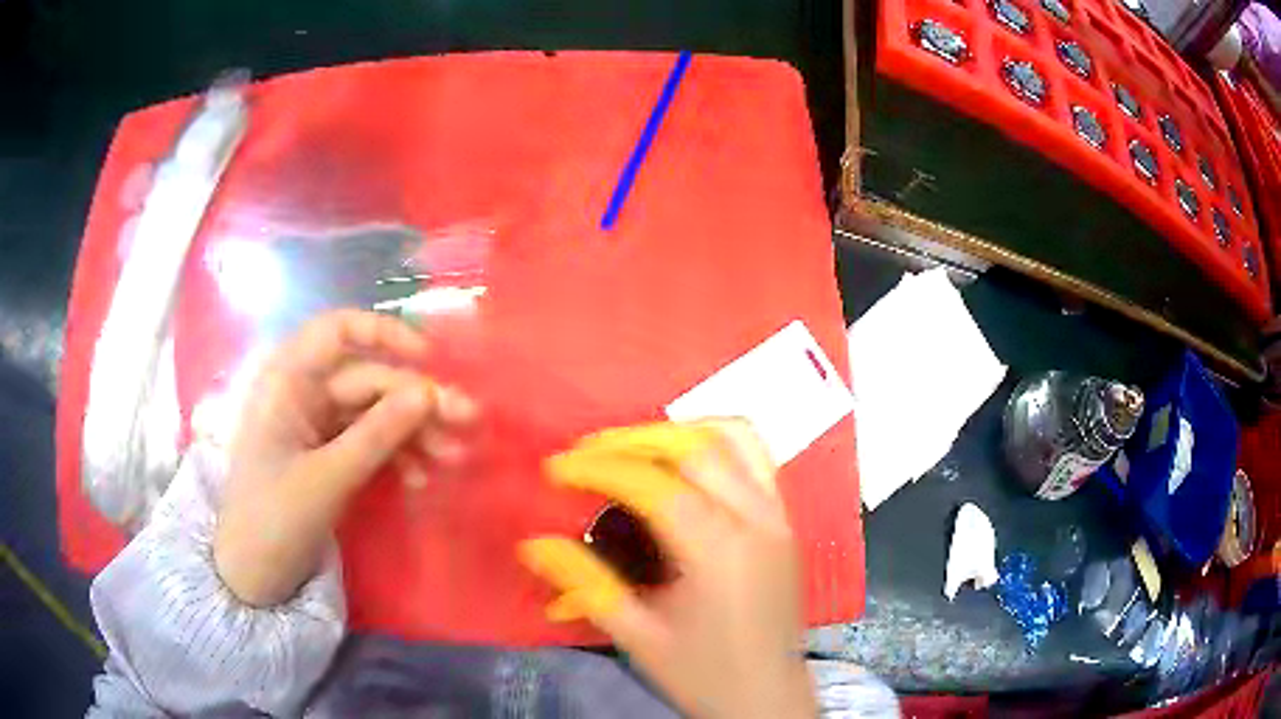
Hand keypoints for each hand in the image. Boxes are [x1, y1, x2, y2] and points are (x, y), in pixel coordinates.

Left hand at [215, 310, 476, 606]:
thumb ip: (377, 434)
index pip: (337, 331)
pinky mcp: (327, 455)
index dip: (384, 334)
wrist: (253, 576)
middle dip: (416, 400)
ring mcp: (316, 426)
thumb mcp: (327, 478)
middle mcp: (303, 393)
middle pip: (368, 379)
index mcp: (287, 382)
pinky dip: (397, 455)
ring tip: (453, 457)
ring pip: (375, 412)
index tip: (429, 359)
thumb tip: (429, 393)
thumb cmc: (274, 520)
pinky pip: (370, 442)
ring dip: (414, 431)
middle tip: (467, 421)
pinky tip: (422, 478)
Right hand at [519, 421, 814, 718]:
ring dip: (678, 431)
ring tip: (634, 448)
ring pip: (733, 438)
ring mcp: (779, 515)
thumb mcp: (637, 636)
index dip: (600, 468)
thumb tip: (532, 544)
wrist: (768, 697)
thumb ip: (585, 585)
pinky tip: (685, 462)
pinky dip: (717, 442)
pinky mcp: (786, 520)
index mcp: (718, 551)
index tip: (558, 469)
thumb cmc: (703, 673)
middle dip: (633, 440)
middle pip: (694, 447)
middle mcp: (755, 519)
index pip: (654, 484)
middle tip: (587, 454)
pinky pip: (757, 457)